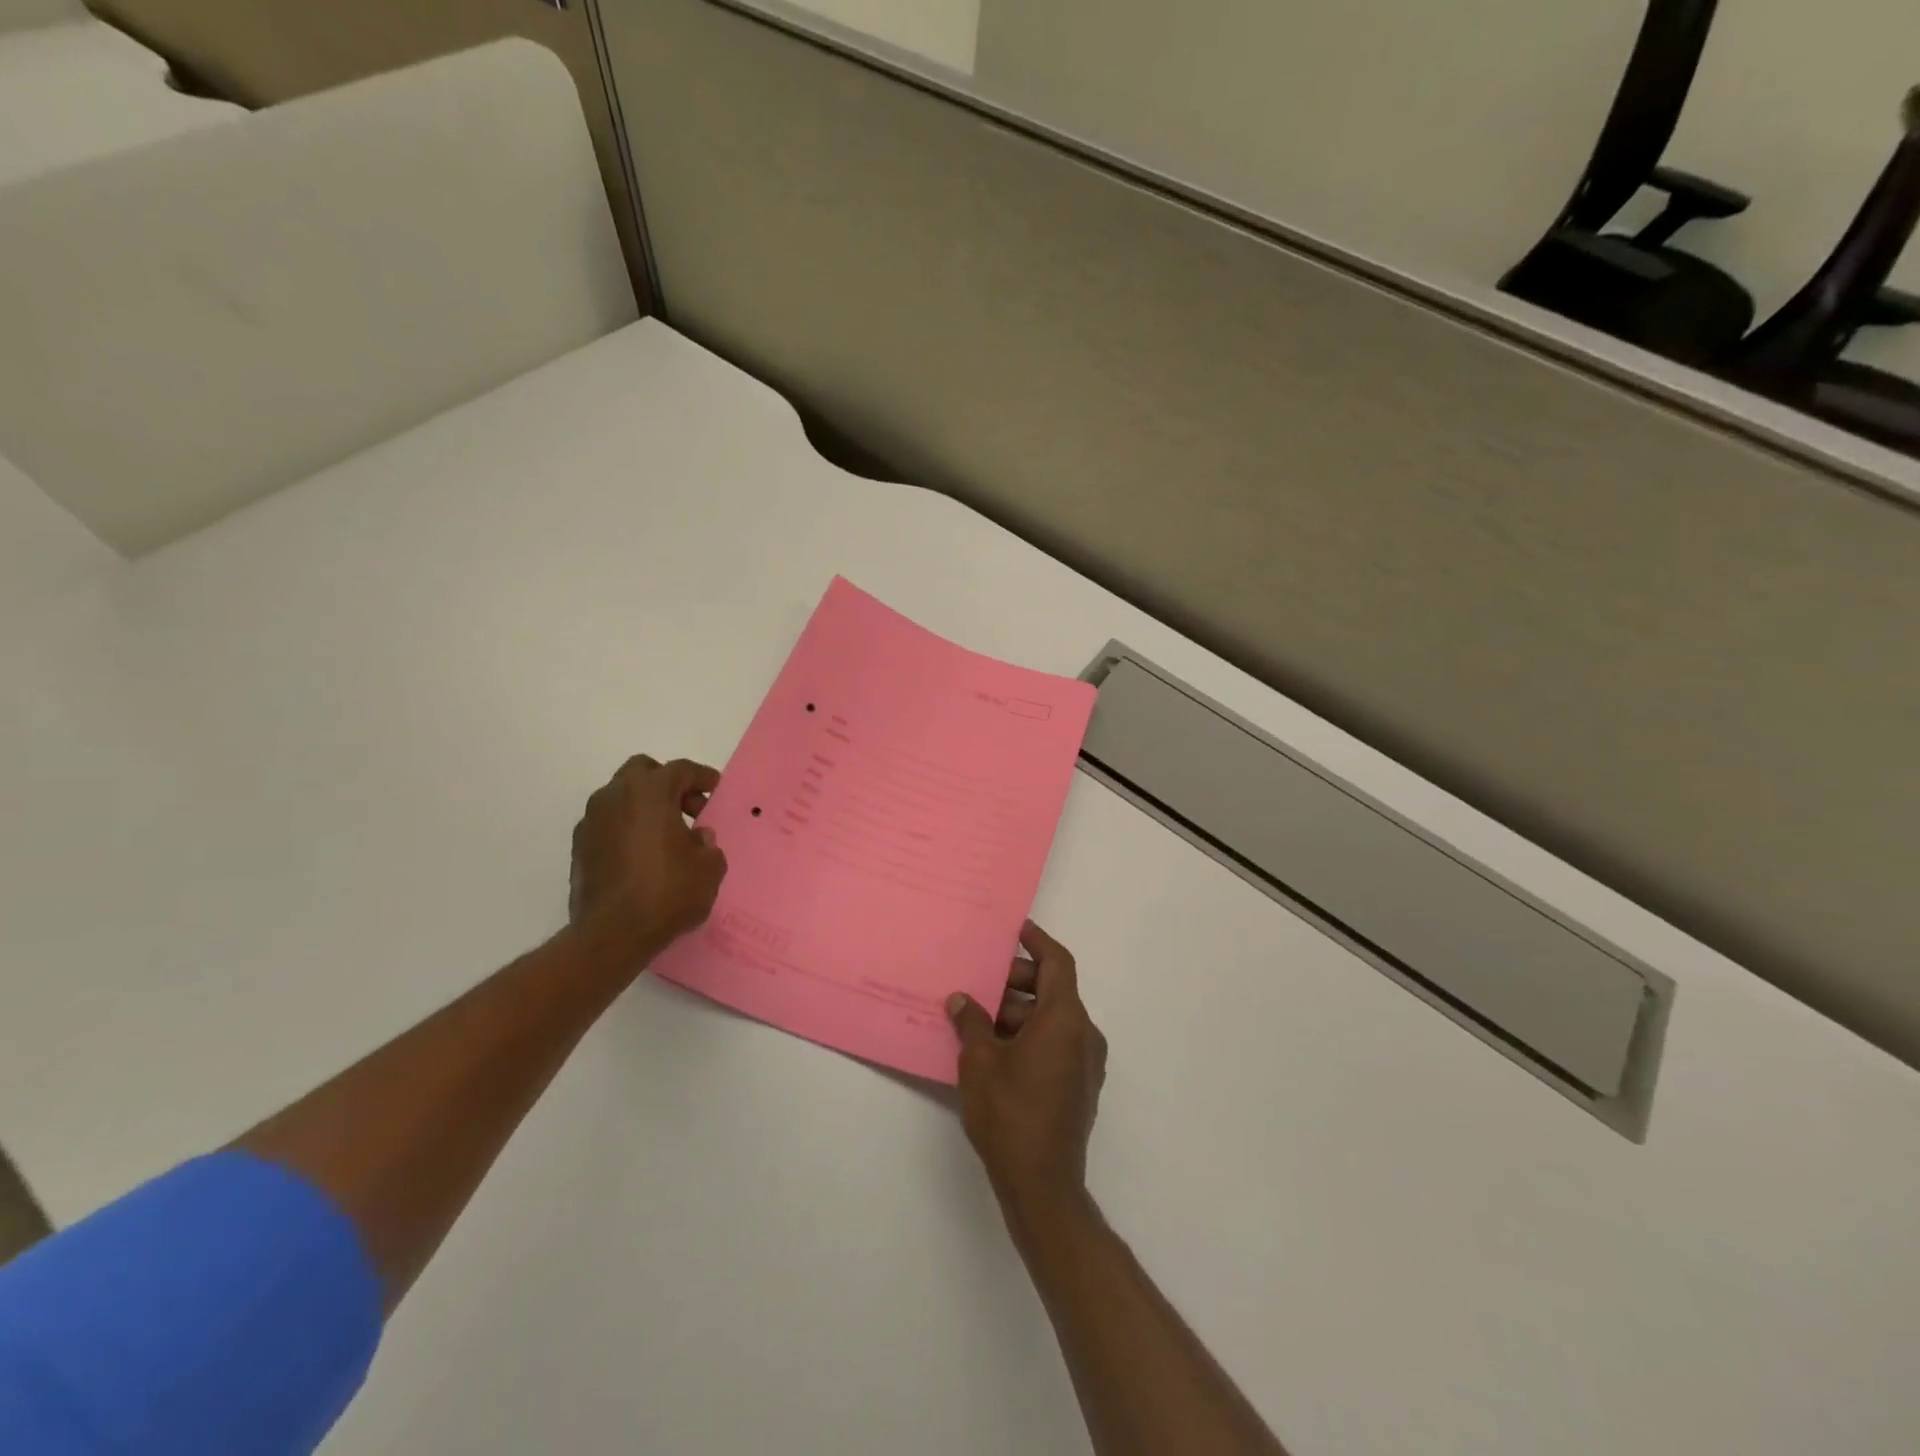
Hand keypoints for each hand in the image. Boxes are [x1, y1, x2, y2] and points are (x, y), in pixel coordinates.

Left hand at [569, 755, 727, 962]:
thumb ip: (708, 845)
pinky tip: (643, 855)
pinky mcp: (579, 847)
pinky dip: (627, 828)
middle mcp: (615, 797)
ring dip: (644, 806)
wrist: (612, 934)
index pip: (680, 770)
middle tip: (688, 809)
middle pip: (643, 772)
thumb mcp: (709, 868)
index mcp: (650, 792)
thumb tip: (698, 838)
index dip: (702, 777)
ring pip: (621, 797)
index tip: (715, 789)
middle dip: (667, 784)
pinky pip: (609, 823)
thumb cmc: (668, 892)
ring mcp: (592, 821)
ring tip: (666, 835)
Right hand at [948, 921, 1107, 1219]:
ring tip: (978, 1019)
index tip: (1016, 930)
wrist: (1043, 1185)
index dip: (1038, 941)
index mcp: (1065, 1019)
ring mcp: (1085, 1063)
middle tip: (981, 984)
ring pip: (1052, 1019)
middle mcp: (1083, 1034)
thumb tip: (961, 999)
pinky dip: (1029, 1036)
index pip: (1057, 962)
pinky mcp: (1079, 1086)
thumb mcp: (980, 1062)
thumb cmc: (1010, 1113)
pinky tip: (995, 1050)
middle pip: (1052, 990)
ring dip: (1019, 1013)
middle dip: (1016, 982)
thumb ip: (971, 1023)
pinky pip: (1056, 1044)